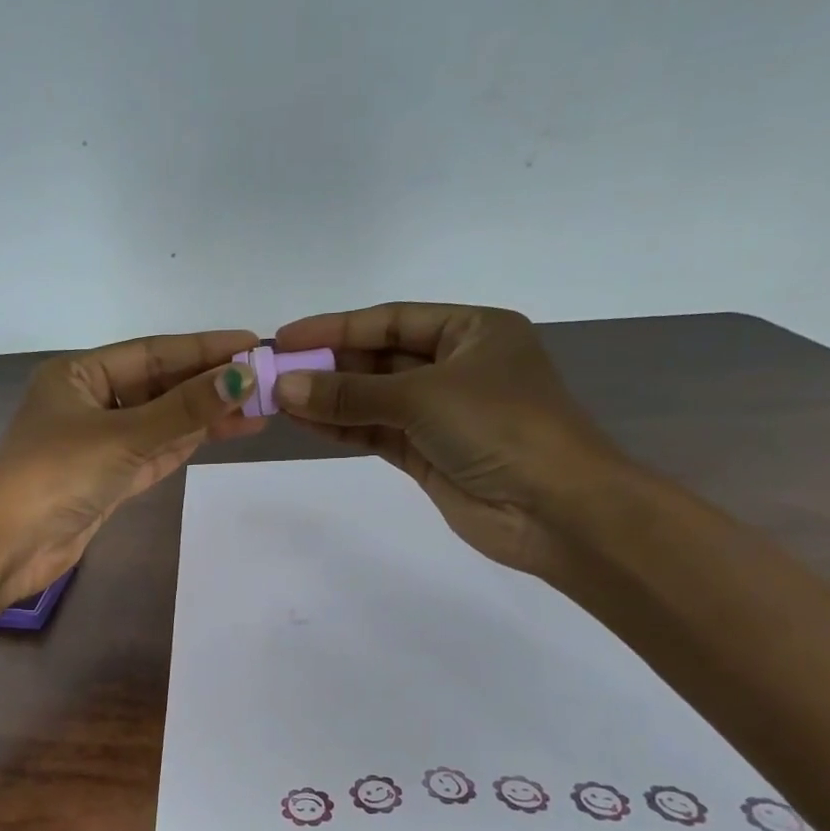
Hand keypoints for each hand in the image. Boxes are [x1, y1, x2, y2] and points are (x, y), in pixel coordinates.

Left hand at [0, 331, 263, 601]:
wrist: (11, 546)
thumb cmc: (59, 475)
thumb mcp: (125, 435)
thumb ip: (185, 409)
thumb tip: (241, 378)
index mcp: (78, 375)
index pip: (151, 353)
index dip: (203, 348)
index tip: (251, 344)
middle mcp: (89, 402)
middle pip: (159, 386)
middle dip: (208, 383)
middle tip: (264, 379)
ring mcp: (99, 442)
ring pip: (161, 421)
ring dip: (205, 415)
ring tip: (259, 406)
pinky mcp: (109, 478)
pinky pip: (156, 451)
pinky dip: (187, 442)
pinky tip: (226, 430)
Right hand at [272, 303, 625, 576]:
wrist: (556, 510)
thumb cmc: (502, 427)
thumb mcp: (423, 397)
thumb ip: (351, 393)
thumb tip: (286, 387)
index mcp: (472, 332)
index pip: (392, 320)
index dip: (336, 327)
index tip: (285, 338)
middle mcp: (457, 367)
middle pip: (380, 359)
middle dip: (328, 366)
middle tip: (274, 373)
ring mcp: (442, 414)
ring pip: (374, 399)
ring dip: (329, 400)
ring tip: (278, 400)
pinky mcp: (429, 455)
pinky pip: (377, 433)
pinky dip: (343, 429)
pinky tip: (305, 423)